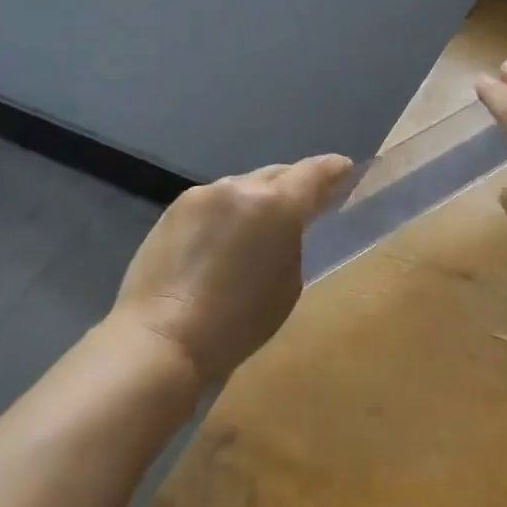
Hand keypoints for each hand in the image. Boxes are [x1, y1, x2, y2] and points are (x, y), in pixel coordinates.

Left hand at [108, 154, 353, 384]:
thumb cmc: (236, 324)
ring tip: (261, 225)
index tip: (346, 170)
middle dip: (295, 185)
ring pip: (244, 185)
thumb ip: (296, 244)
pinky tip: (224, 237)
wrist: (160, 337)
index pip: (315, 172)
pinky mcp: (176, 207)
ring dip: (259, 199)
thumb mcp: (288, 286)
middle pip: (279, 173)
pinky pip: (215, 200)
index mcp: (277, 205)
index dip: (334, 169)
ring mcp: (204, 193)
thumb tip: (291, 227)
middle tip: (307, 203)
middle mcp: (240, 186)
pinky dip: (228, 211)